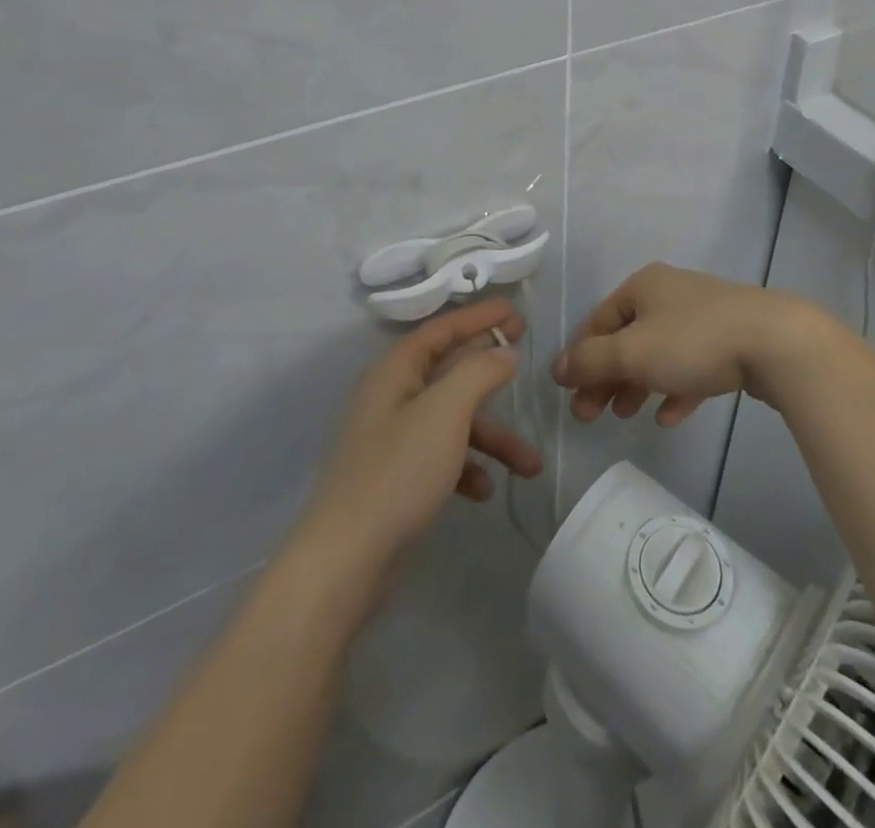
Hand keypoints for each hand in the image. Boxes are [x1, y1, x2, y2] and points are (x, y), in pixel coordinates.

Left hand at [300, 297, 541, 583]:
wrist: (345, 561)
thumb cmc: (398, 472)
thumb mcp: (446, 411)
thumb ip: (478, 372)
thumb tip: (502, 351)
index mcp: (395, 372)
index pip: (441, 329)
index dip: (478, 317)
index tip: (516, 312)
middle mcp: (391, 398)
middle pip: (448, 371)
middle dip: (490, 372)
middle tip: (525, 358)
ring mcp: (392, 440)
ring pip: (452, 421)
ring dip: (491, 437)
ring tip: (529, 465)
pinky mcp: (396, 478)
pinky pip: (441, 457)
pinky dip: (467, 467)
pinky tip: (484, 490)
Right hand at [553, 263, 844, 424]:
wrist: (776, 342)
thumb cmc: (694, 341)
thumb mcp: (633, 352)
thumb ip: (590, 361)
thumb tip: (556, 367)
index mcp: (643, 286)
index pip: (598, 321)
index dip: (580, 357)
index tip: (570, 394)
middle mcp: (670, 294)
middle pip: (626, 338)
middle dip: (606, 377)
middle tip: (590, 416)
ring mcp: (703, 316)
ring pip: (657, 353)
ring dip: (636, 385)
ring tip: (625, 416)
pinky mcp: (730, 340)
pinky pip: (691, 366)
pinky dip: (674, 389)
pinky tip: (668, 417)